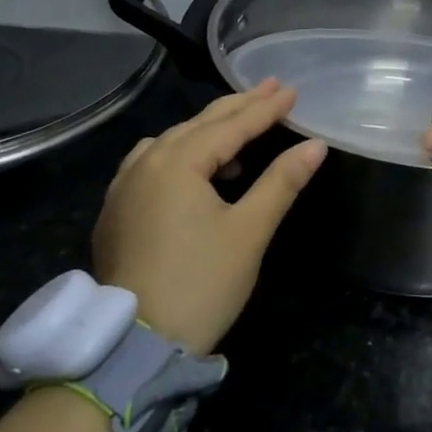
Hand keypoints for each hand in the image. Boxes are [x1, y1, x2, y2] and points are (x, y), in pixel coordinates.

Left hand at [93, 80, 326, 354]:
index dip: (266, 109)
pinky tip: (193, 168)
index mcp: (178, 161)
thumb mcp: (249, 231)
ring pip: (172, 141)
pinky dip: (180, 153)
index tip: (292, 90)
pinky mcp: (116, 210)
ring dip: (207, 130)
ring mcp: (124, 186)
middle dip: (238, 107)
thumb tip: (315, 145)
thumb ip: (282, 181)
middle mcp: (145, 162)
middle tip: (270, 88)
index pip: (232, 126)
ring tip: (237, 131)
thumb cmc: (201, 283)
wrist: (135, 343)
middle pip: (199, 124)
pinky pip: (151, 162)